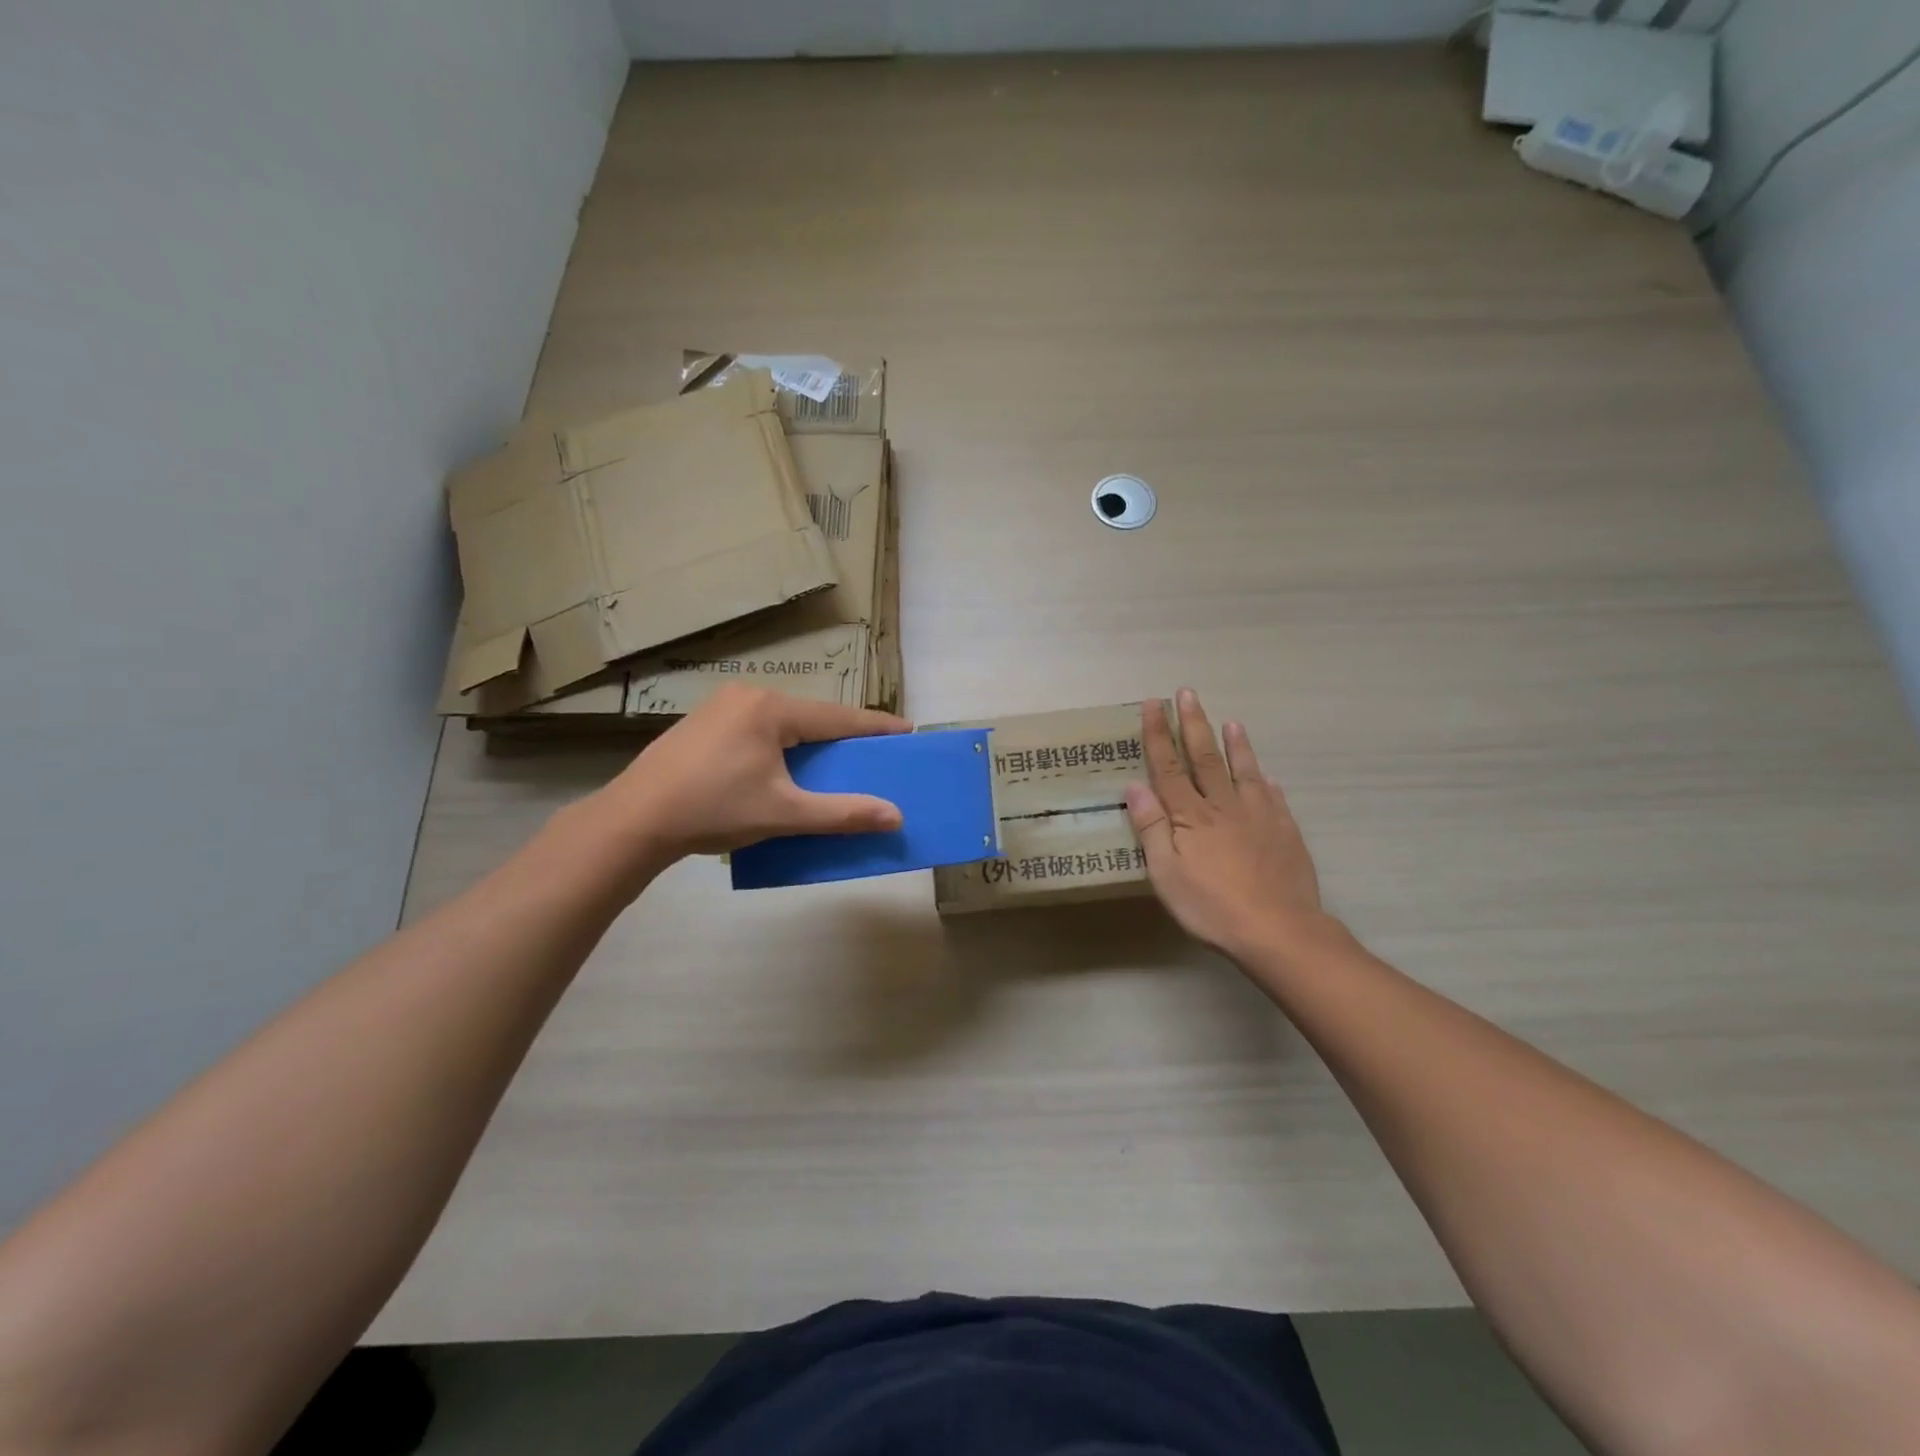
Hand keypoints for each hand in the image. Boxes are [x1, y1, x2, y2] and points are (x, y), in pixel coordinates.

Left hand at [588, 685, 910, 867]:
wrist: (634, 819)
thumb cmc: (714, 810)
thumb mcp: (784, 813)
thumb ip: (842, 813)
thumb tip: (895, 815)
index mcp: (772, 709)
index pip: (839, 717)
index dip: (876, 727)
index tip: (907, 731)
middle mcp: (748, 696)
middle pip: (811, 716)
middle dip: (842, 736)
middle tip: (870, 754)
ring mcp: (720, 707)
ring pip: (783, 722)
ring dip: (809, 742)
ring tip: (830, 763)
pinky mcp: (702, 725)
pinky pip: (757, 729)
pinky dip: (780, 745)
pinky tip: (780, 767)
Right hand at [1125, 689, 1327, 962]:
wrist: (1278, 930)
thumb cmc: (1211, 906)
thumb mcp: (1166, 874)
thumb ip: (1151, 828)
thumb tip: (1134, 786)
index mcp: (1190, 816)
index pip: (1169, 767)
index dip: (1158, 735)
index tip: (1153, 705)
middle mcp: (1223, 806)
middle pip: (1205, 758)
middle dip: (1193, 724)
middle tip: (1188, 694)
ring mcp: (1259, 815)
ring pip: (1244, 771)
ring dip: (1235, 745)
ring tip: (1232, 722)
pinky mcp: (1285, 831)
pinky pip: (1274, 798)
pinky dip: (1267, 782)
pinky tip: (1268, 776)